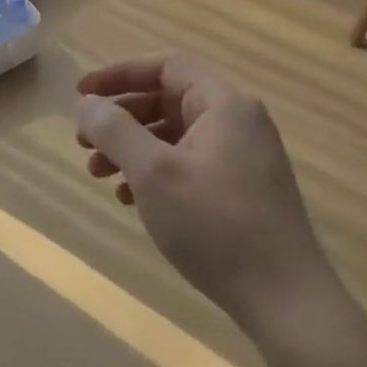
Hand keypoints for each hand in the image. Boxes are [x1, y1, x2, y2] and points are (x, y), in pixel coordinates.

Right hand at [76, 57, 332, 337]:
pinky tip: (130, 199)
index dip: (119, 75)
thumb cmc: (215, 225)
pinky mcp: (243, 190)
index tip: (81, 95)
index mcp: (224, 104)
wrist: (284, 299)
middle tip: (84, 142)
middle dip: (121, 118)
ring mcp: (244, 157)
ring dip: (133, 148)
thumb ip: (115, 130)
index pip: (166, 67)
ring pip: (175, 136)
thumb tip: (88, 103)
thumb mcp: (154, 173)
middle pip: (168, 100)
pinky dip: (156, 172)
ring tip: (98, 173)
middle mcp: (238, 122)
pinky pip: (189, 164)